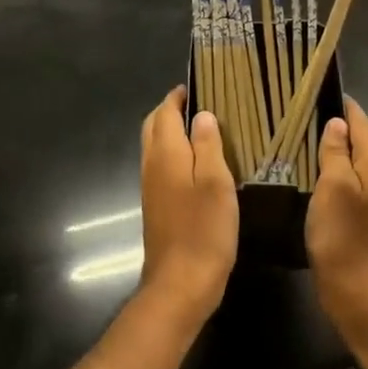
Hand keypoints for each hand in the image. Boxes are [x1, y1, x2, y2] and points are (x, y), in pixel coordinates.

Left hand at [138, 87, 239, 327]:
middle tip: (198, 102)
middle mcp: (152, 165)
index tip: (197, 85)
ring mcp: (151, 187)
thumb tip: (202, 114)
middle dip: (170, 110)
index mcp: (166, 153)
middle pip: (154, 126)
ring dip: (170, 130)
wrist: (180, 284)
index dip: (178, 96)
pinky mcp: (156, 205)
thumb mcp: (216, 182)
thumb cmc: (204, 229)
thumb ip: (208, 145)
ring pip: (155, 146)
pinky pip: (161, 165)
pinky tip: (196, 162)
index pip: (165, 112)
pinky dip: (174, 152)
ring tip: (201, 126)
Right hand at [308, 98, 367, 353]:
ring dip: (336, 149)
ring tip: (304, 139)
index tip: (314, 91)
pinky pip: (355, 180)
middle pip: (362, 139)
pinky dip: (338, 170)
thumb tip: (338, 122)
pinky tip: (317, 174)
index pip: (361, 120)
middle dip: (337, 125)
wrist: (358, 293)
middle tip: (302, 114)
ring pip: (358, 160)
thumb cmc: (342, 236)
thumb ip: (336, 151)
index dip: (340, 104)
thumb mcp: (333, 187)